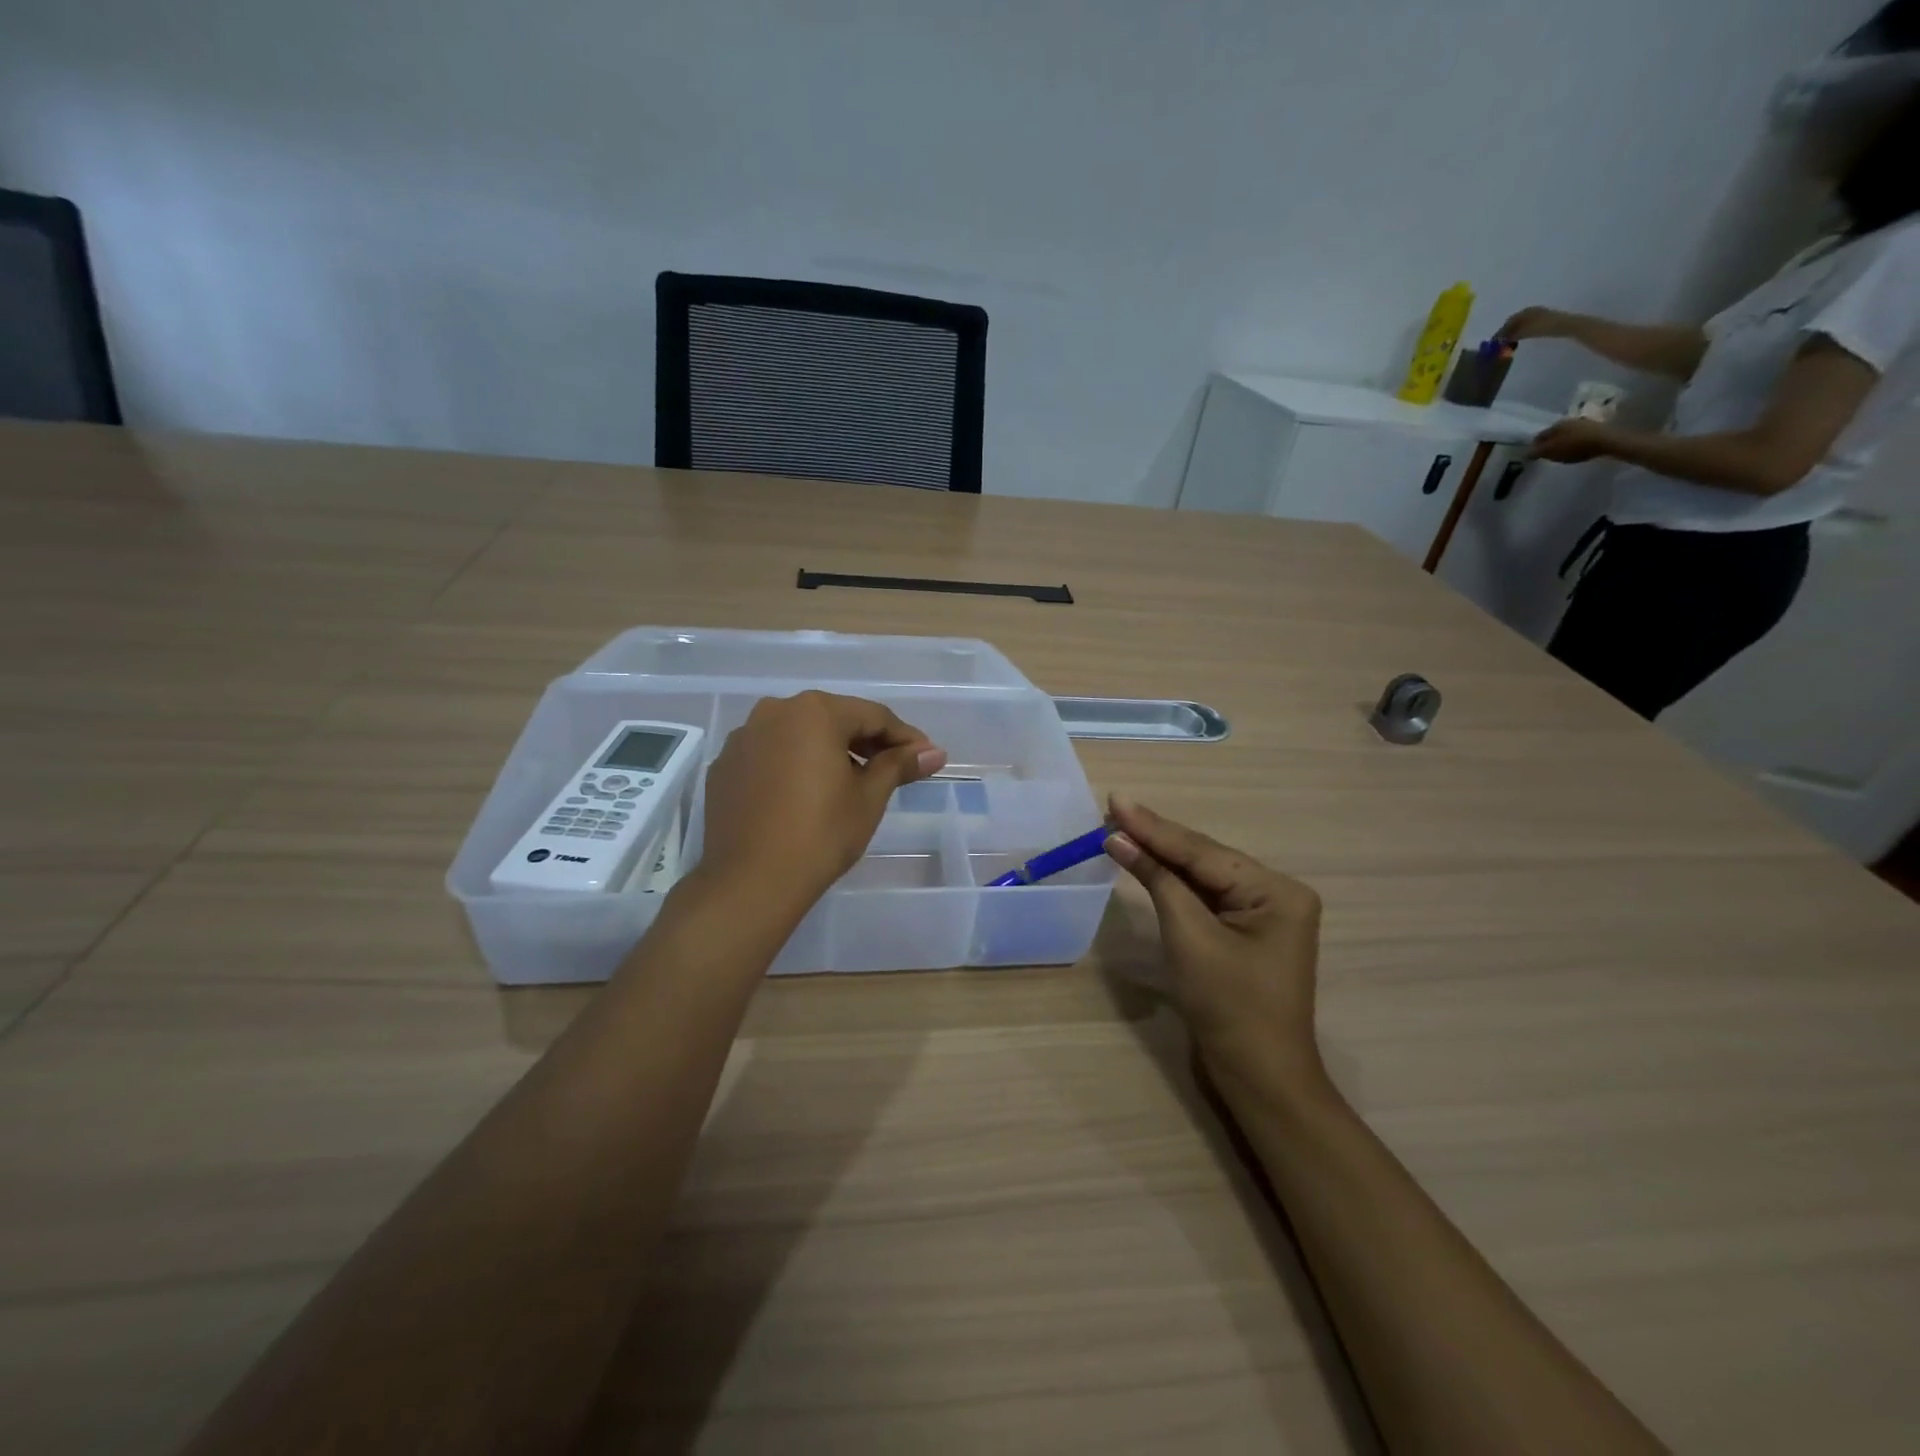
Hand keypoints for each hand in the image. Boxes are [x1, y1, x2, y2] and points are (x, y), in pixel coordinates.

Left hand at [696, 692, 946, 911]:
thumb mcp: (868, 798)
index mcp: (814, 711)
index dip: (905, 737)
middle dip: (866, 743)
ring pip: (799, 736)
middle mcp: (774, 712)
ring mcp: (743, 738)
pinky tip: (806, 796)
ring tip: (850, 784)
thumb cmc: (821, 834)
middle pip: (833, 720)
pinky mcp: (724, 766)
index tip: (926, 758)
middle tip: (894, 771)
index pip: (873, 716)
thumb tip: (934, 752)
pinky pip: (770, 756)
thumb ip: (899, 765)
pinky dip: (794, 766)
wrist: (750, 883)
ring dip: (829, 752)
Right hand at [1104, 795, 1323, 1093]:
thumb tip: (1119, 839)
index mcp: (1276, 891)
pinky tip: (1146, 862)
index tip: (1115, 800)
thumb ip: (1157, 880)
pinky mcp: (1244, 932)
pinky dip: (1173, 884)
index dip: (1154, 827)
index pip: (1202, 851)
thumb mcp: (1189, 937)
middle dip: (1156, 838)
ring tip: (1120, 828)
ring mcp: (1262, 914)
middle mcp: (1276, 894)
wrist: (1258, 1077)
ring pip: (1202, 876)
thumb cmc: (1229, 1006)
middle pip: (1204, 859)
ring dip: (1161, 858)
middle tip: (1113, 810)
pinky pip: (1204, 898)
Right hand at [1496, 305, 1569, 341]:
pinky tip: (1520, 339)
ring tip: (1509, 342)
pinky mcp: (1544, 319)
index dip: (1500, 332)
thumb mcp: (1524, 332)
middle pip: (1514, 322)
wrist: (1565, 325)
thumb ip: (1511, 336)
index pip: (1508, 322)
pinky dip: (1521, 332)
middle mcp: (1530, 310)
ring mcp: (1538, 314)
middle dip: (1507, 332)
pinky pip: (1528, 325)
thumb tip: (1498, 341)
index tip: (1495, 342)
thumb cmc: (1543, 327)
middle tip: (1501, 343)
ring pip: (1521, 324)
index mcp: (1525, 311)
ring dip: (1514, 332)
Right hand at [1528, 417, 1619, 463]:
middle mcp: (1567, 421)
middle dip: (1548, 443)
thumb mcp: (1551, 451)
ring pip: (1565, 434)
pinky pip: (1577, 436)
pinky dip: (1572, 442)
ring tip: (1560, 453)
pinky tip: (1574, 449)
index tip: (1533, 455)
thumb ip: (1536, 452)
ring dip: (1561, 442)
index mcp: (1555, 425)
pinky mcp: (1594, 428)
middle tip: (1546, 454)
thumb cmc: (1575, 446)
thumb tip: (1525, 453)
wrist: (1607, 440)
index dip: (1534, 446)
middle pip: (1553, 434)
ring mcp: (1582, 423)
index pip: (1538, 436)